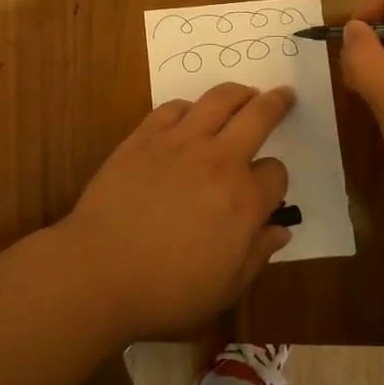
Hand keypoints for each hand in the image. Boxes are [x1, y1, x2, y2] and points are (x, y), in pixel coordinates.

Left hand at [60, 83, 293, 340]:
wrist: (99, 271)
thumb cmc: (167, 291)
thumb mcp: (226, 288)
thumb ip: (257, 254)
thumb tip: (281, 231)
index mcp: (244, 200)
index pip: (276, 174)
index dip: (275, 181)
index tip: (266, 190)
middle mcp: (218, 161)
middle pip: (257, 117)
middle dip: (276, 104)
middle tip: (283, 94)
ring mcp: (179, 143)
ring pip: (218, 100)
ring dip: (237, 93)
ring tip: (244, 93)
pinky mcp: (144, 137)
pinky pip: (173, 108)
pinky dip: (188, 107)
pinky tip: (189, 114)